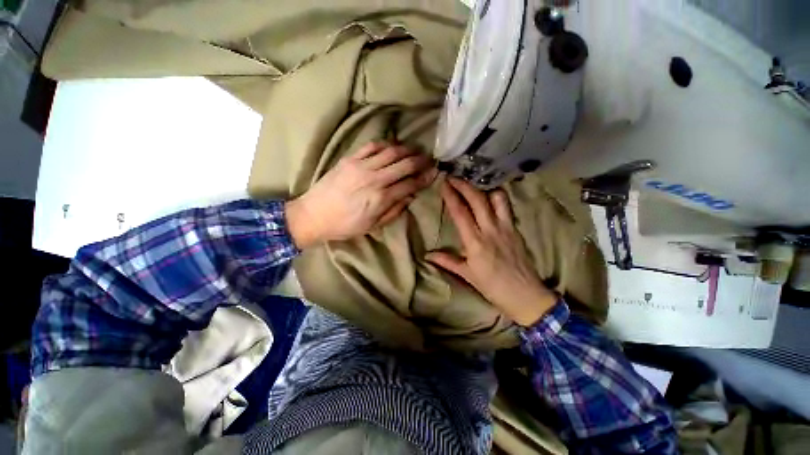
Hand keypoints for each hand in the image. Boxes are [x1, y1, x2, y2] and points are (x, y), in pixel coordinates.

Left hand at [285, 142, 435, 247]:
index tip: (434, 173)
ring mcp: (361, 166)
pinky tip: (393, 146)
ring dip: (407, 150)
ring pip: (391, 152)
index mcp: (381, 199)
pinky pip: (372, 146)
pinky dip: (386, 144)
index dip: (424, 178)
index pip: (410, 184)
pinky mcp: (349, 159)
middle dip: (420, 161)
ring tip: (415, 150)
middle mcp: (374, 179)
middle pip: (404, 165)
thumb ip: (394, 210)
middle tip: (429, 159)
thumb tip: (411, 196)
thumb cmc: (345, 225)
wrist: (313, 215)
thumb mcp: (373, 226)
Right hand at [426, 177, 557, 326]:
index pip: (460, 213)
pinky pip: (506, 207)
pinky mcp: (516, 229)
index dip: (451, 196)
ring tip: (472, 186)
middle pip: (477, 199)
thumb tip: (428, 255)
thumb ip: (447, 261)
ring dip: (483, 188)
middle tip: (453, 178)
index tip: (443, 184)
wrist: (526, 295)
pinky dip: (497, 197)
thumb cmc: (493, 287)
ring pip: (496, 198)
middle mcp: (491, 230)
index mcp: (475, 242)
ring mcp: (506, 227)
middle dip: (463, 185)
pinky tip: (490, 198)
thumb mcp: (467, 275)